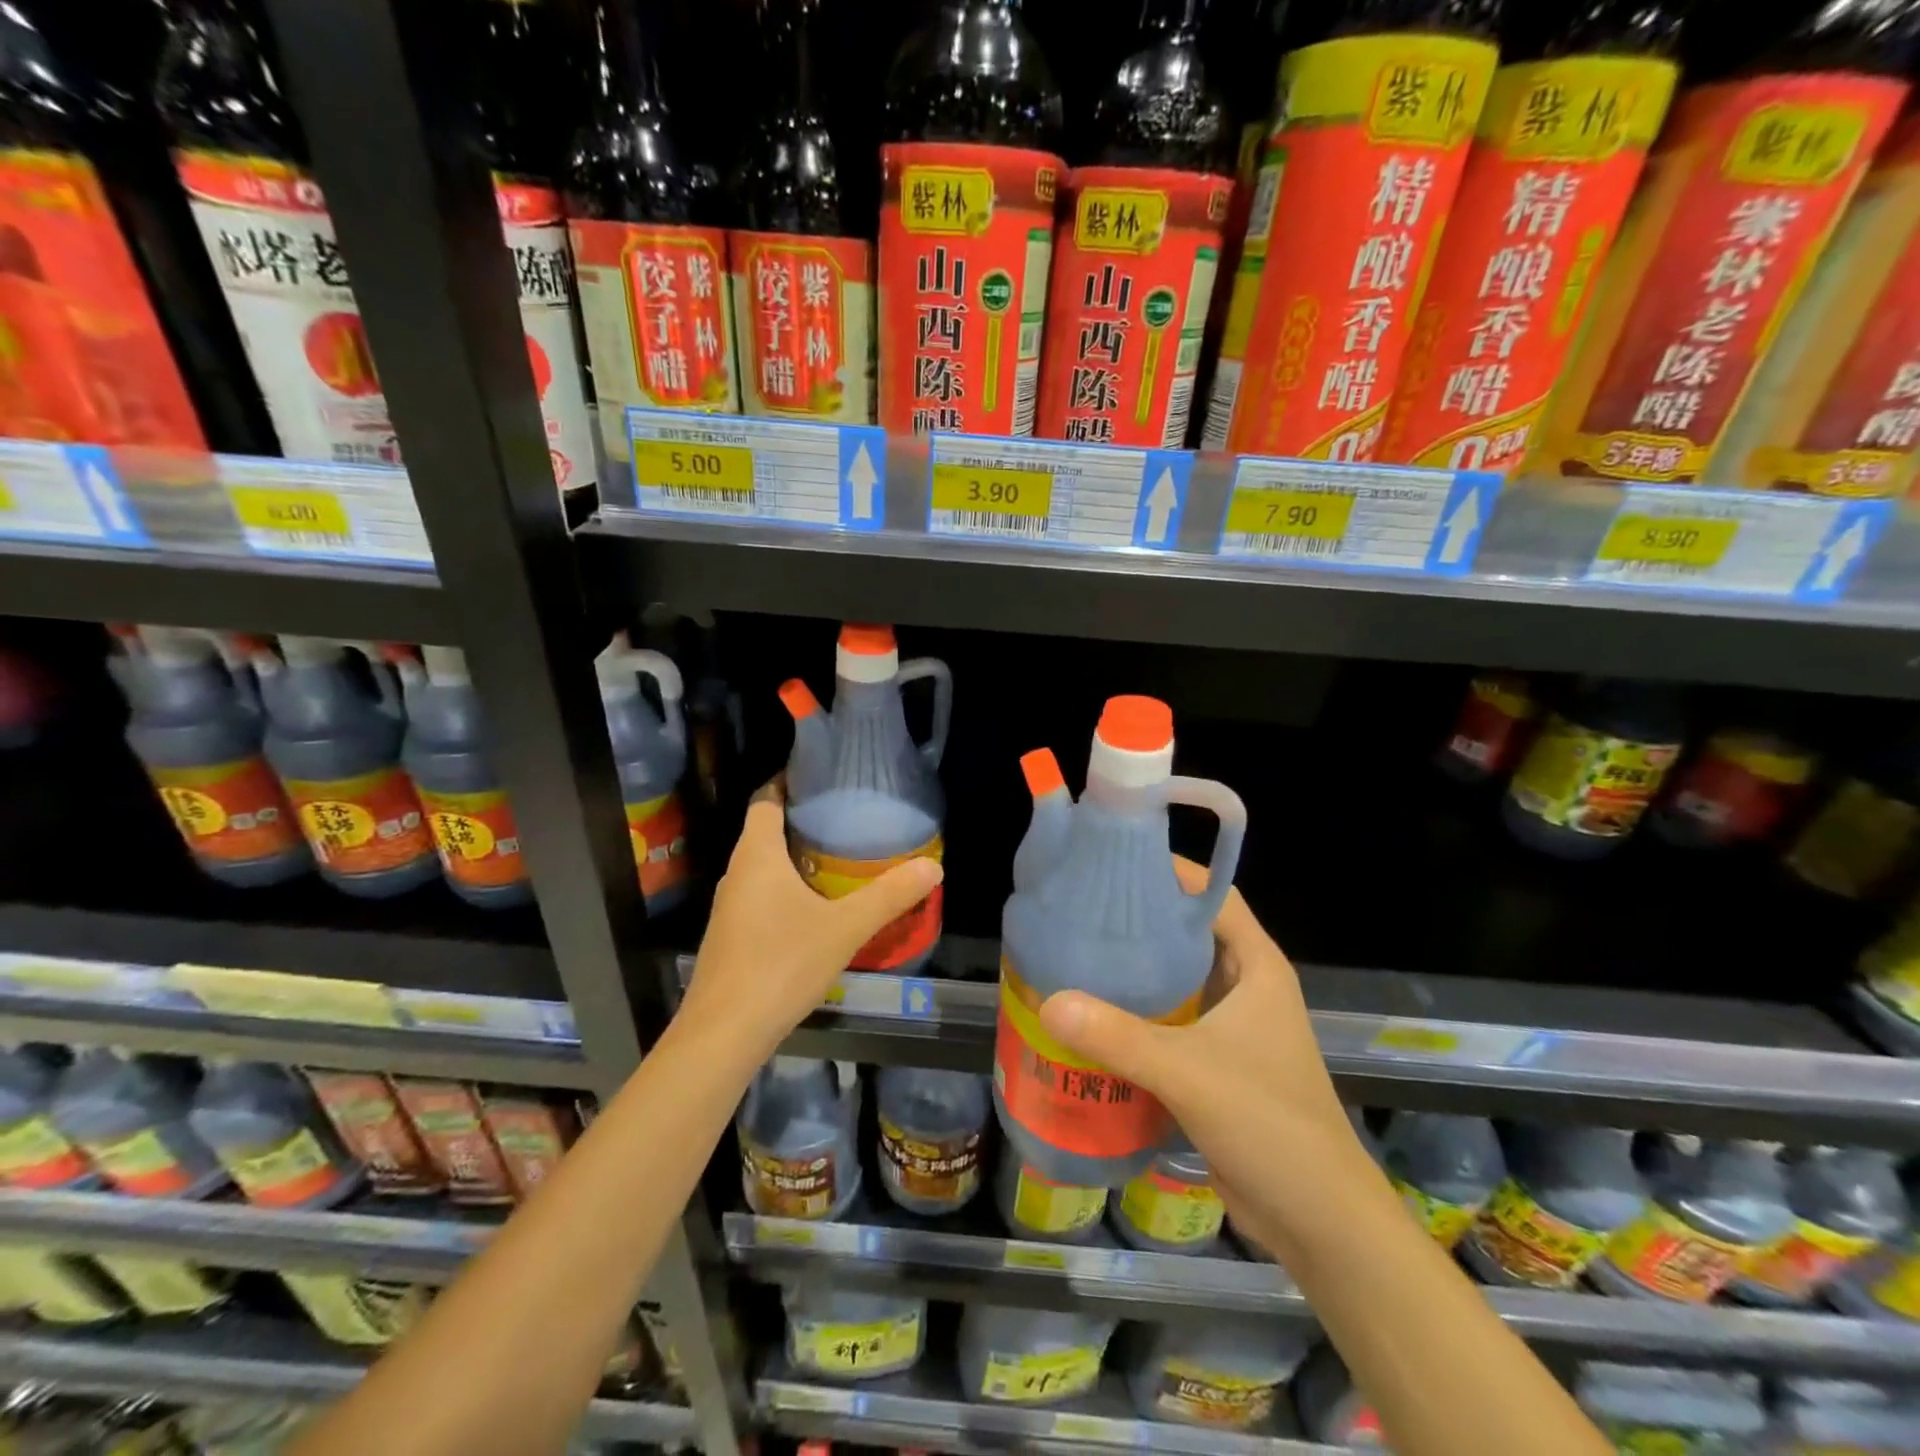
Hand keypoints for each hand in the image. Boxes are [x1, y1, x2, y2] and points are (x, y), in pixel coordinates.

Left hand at [679, 778, 943, 1064]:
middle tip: (846, 817)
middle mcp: (736, 873)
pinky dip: (785, 888)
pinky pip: (759, 895)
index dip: (788, 781)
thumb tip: (933, 866)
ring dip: (794, 857)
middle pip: (764, 830)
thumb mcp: (845, 928)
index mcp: (756, 855)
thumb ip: (889, 896)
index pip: (765, 799)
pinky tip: (815, 907)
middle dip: (801, 820)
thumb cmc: (781, 964)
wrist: (724, 1033)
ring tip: (838, 856)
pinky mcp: (730, 936)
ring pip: (762, 866)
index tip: (822, 777)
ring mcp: (729, 907)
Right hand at [1035, 859, 1363, 1250]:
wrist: (1320, 1222)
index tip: (1115, 859)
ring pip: (1176, 980)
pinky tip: (1090, 1017)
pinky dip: (1135, 1015)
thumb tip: (1049, 1002)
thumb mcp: (1191, 1073)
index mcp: (1256, 967)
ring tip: (1073, 954)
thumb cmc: (1270, 1125)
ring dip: (1133, 971)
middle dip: (1139, 920)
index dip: (1170, 871)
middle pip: (1187, 933)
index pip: (1213, 894)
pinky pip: (1168, 1023)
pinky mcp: (1214, 1064)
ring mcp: (1230, 1028)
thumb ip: (1119, 1037)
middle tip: (1078, 907)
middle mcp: (1244, 987)